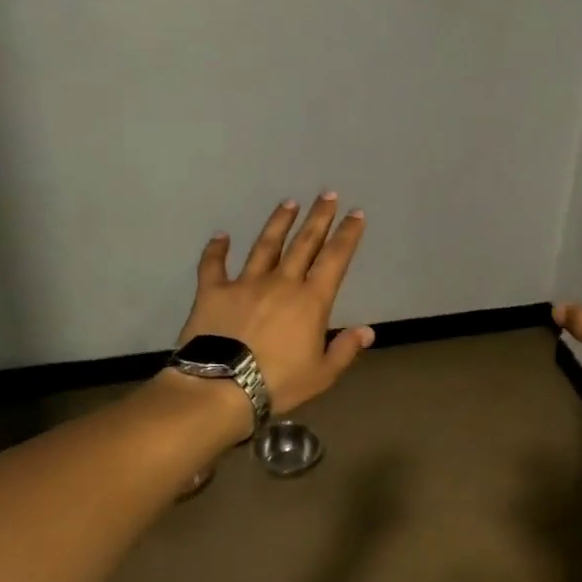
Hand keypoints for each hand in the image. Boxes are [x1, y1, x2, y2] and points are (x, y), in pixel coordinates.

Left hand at [177, 194, 375, 415]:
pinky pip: (214, 264)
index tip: (355, 214)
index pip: (335, 259)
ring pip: (266, 245)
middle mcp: (282, 282)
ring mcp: (245, 283)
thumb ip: (345, 349)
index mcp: (311, 301)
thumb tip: (368, 330)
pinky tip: (221, 236)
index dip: (347, 235)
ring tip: (288, 203)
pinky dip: (217, 249)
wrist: (222, 387)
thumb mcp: (322, 374)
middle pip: (304, 243)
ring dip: (278, 223)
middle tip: (327, 195)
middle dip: (318, 218)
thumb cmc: (279, 383)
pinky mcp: (214, 291)